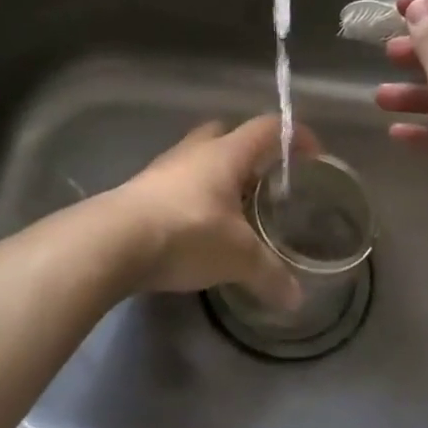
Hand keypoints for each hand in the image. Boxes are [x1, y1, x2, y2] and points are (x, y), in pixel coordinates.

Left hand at [100, 116, 304, 309]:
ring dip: (218, 176)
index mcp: (226, 153)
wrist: (113, 242)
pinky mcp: (141, 190)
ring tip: (233, 209)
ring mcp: (164, 168)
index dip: (295, 137)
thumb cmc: (186, 232)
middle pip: (227, 134)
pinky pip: (177, 183)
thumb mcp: (237, 257)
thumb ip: (270, 274)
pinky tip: (198, 228)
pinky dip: (194, 197)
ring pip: (199, 158)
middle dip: (249, 153)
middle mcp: (196, 150)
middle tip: (265, 181)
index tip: (314, 155)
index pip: (268, 128)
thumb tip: (297, 298)